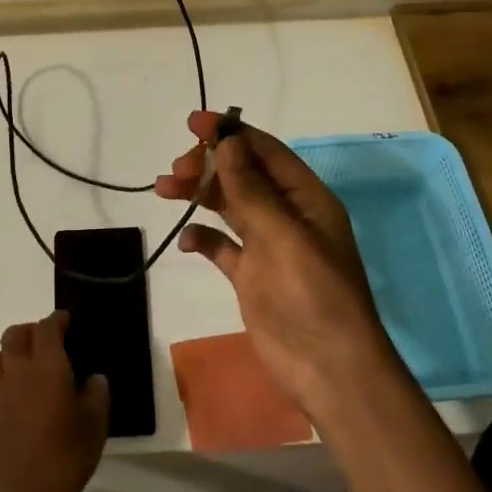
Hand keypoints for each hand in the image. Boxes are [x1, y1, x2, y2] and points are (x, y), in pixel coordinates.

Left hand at [0, 311, 108, 491]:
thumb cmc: (62, 459)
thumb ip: (97, 396)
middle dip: (30, 331)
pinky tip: (13, 405)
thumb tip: (94, 378)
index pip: (47, 328)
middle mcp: (17, 372)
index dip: (57, 320)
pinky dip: (1, 386)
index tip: (66, 321)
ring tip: (23, 369)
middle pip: (15, 335)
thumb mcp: (95, 428)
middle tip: (45, 342)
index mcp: (48, 367)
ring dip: (8, 355)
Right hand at [156, 111, 398, 417]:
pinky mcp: (250, 276)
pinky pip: (221, 246)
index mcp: (305, 199)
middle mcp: (286, 216)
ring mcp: (267, 246)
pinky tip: (186, 242)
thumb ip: (251, 189)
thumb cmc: (313, 294)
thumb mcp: (283, 235)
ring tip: (163, 190)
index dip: (231, 134)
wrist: (328, 368)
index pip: (265, 152)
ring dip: (198, 195)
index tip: (193, 123)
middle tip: (175, 170)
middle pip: (242, 176)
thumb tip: (226, 142)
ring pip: (227, 207)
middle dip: (208, 166)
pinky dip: (202, 238)